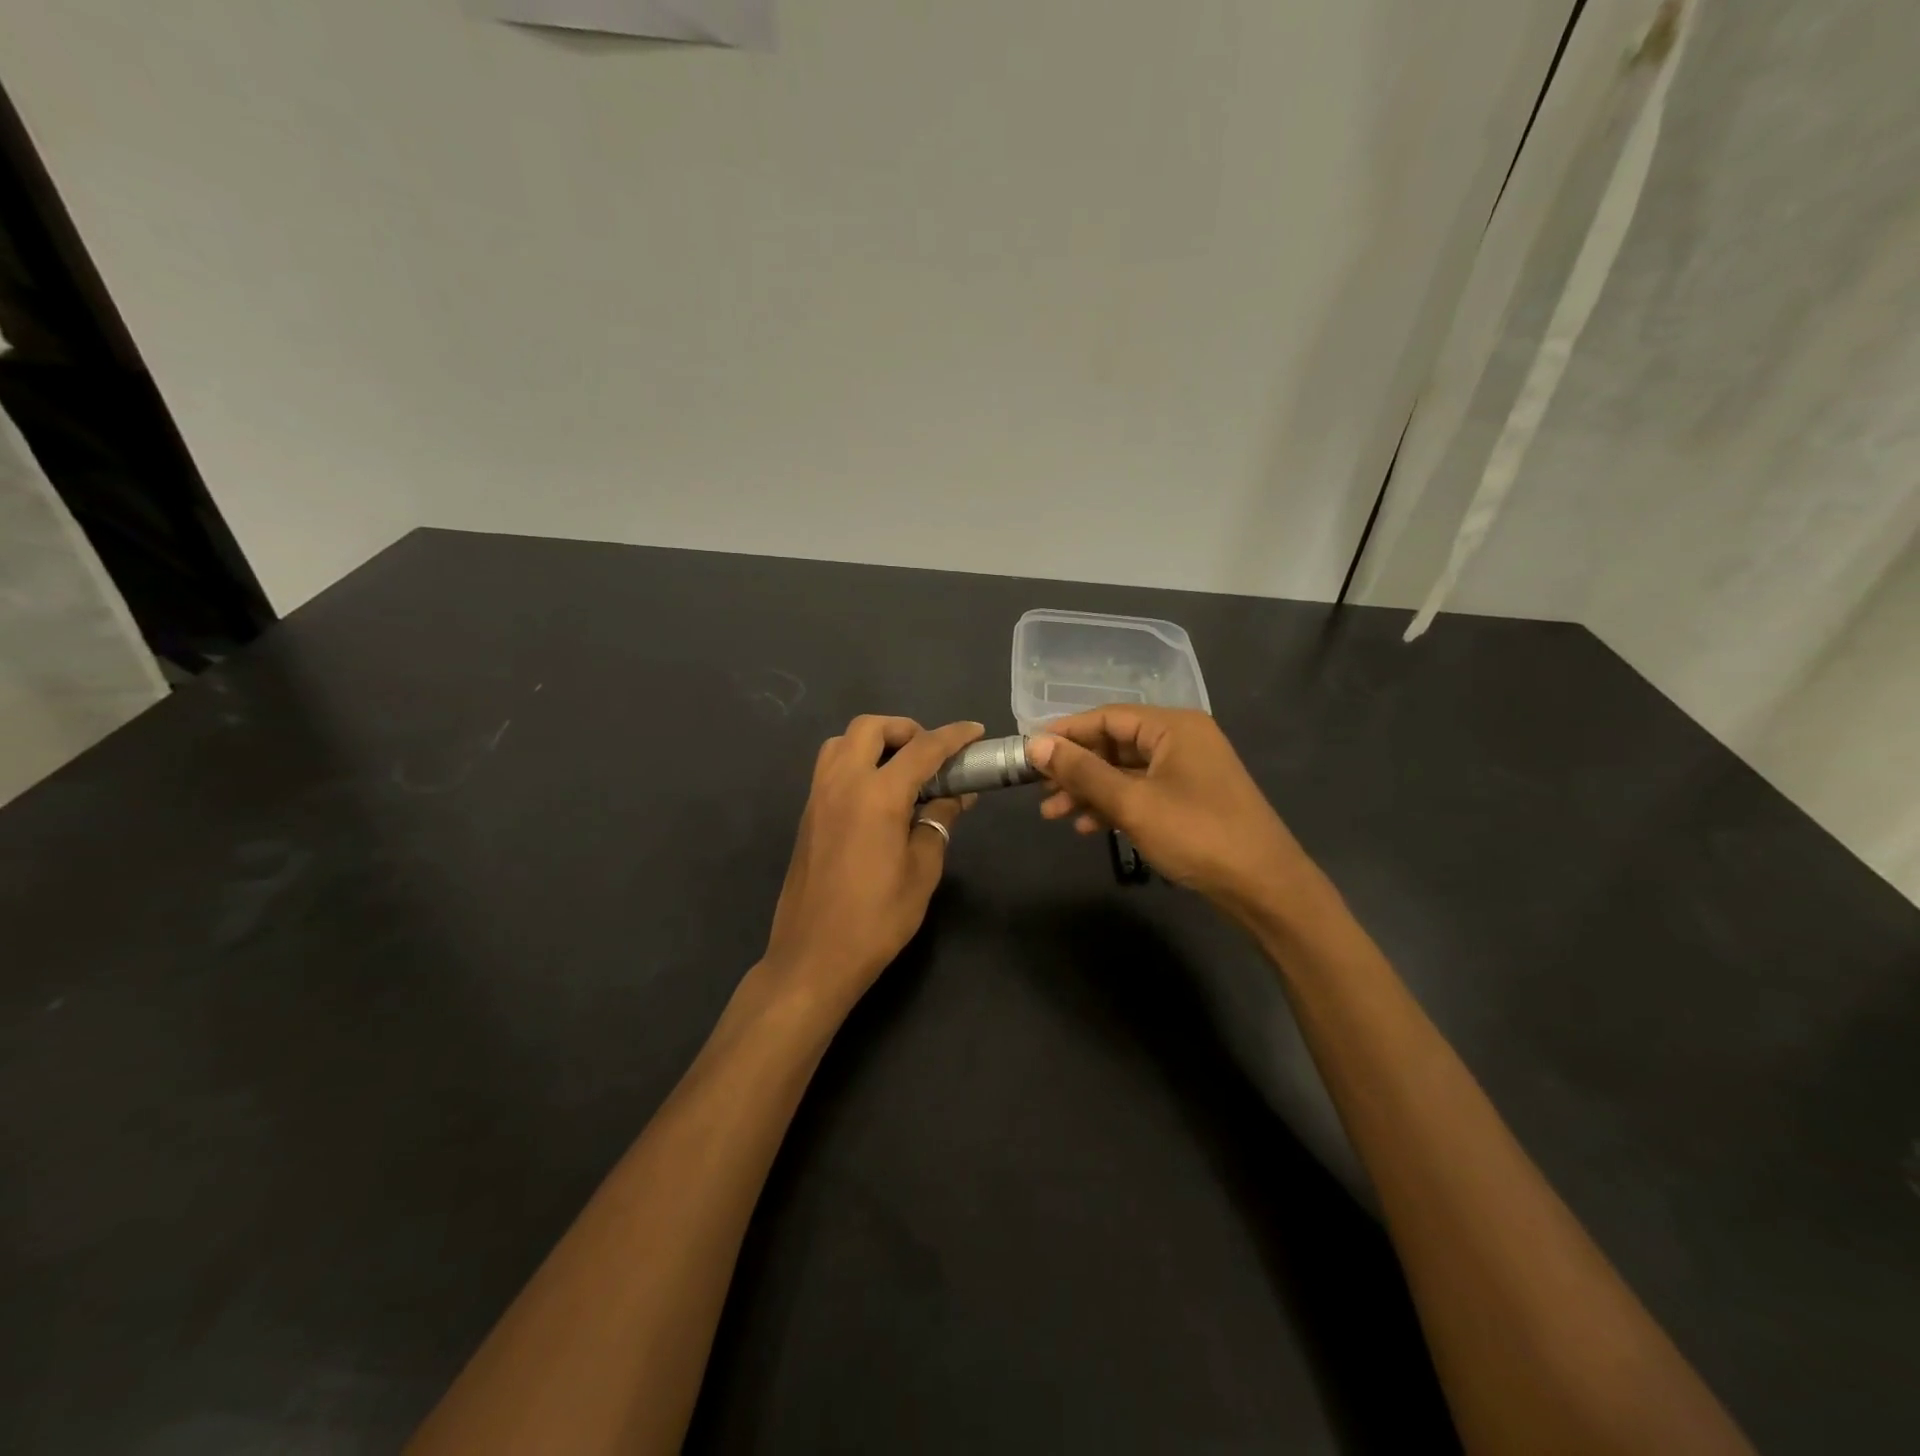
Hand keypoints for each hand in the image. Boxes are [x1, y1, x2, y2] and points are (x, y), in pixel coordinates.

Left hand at [762, 716, 983, 1014]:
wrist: (814, 956)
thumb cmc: (877, 918)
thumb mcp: (922, 870)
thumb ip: (938, 823)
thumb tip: (956, 797)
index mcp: (878, 794)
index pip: (922, 748)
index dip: (953, 736)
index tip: (975, 731)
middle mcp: (843, 783)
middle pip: (870, 727)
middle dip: (905, 729)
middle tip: (931, 756)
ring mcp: (818, 796)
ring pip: (842, 741)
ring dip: (874, 742)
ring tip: (901, 770)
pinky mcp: (807, 814)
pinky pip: (830, 767)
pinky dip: (856, 762)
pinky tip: (877, 795)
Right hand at [1026, 708, 1309, 916]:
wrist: (1264, 886)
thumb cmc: (1197, 835)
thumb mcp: (1132, 803)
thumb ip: (1082, 772)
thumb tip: (1036, 744)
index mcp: (1173, 727)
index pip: (1107, 717)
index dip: (1065, 732)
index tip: (1028, 750)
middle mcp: (1182, 740)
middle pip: (1115, 744)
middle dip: (1075, 768)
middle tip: (1038, 788)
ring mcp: (1188, 771)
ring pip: (1125, 771)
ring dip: (1089, 791)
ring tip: (1052, 814)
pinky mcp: (1191, 799)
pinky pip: (1142, 791)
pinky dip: (1114, 805)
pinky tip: (1087, 827)